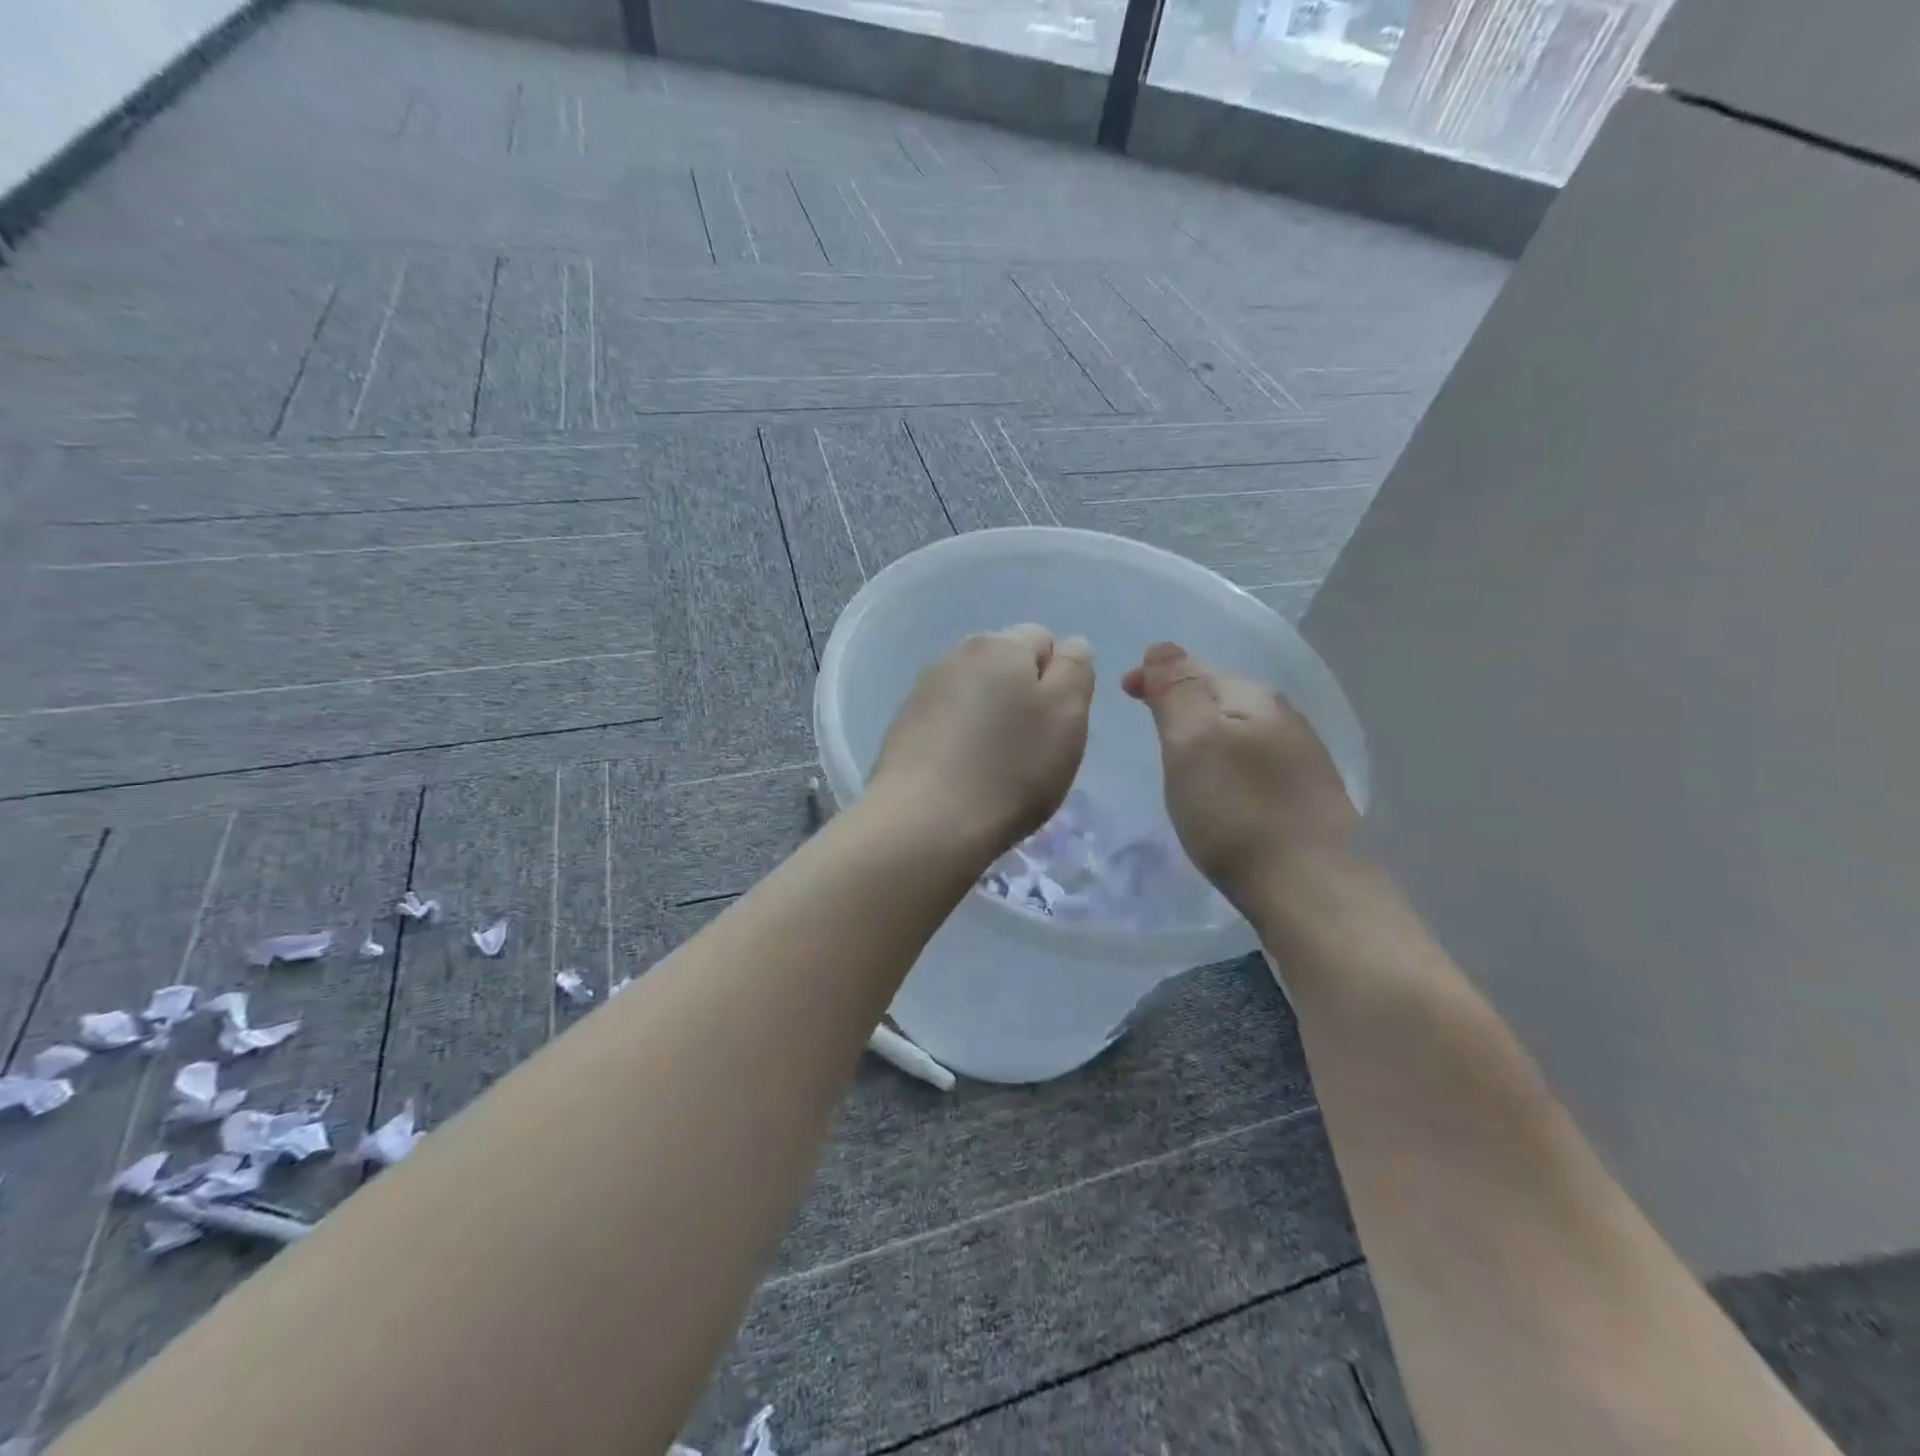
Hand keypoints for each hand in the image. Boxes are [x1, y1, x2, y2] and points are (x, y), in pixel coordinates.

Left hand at [869, 624, 1093, 858]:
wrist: (925, 821)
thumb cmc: (1010, 768)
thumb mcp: (1066, 716)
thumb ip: (1075, 669)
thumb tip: (1068, 646)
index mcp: (1000, 643)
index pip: (1044, 640)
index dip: (1058, 680)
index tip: (1055, 724)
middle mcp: (956, 653)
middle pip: (1005, 664)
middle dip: (1022, 695)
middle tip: (1029, 747)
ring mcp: (923, 688)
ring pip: (974, 692)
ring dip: (989, 716)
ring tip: (992, 765)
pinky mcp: (903, 724)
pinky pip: (946, 719)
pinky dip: (959, 737)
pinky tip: (961, 773)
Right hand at [1123, 642, 1356, 909]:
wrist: (1310, 888)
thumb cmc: (1237, 811)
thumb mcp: (1192, 742)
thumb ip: (1177, 690)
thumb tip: (1162, 647)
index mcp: (1254, 698)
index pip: (1196, 668)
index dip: (1156, 675)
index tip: (1123, 692)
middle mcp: (1284, 718)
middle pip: (1220, 696)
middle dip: (1181, 701)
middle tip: (1146, 721)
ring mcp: (1301, 758)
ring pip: (1239, 729)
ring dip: (1205, 733)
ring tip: (1177, 754)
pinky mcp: (1305, 796)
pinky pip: (1252, 761)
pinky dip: (1225, 762)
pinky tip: (1219, 787)